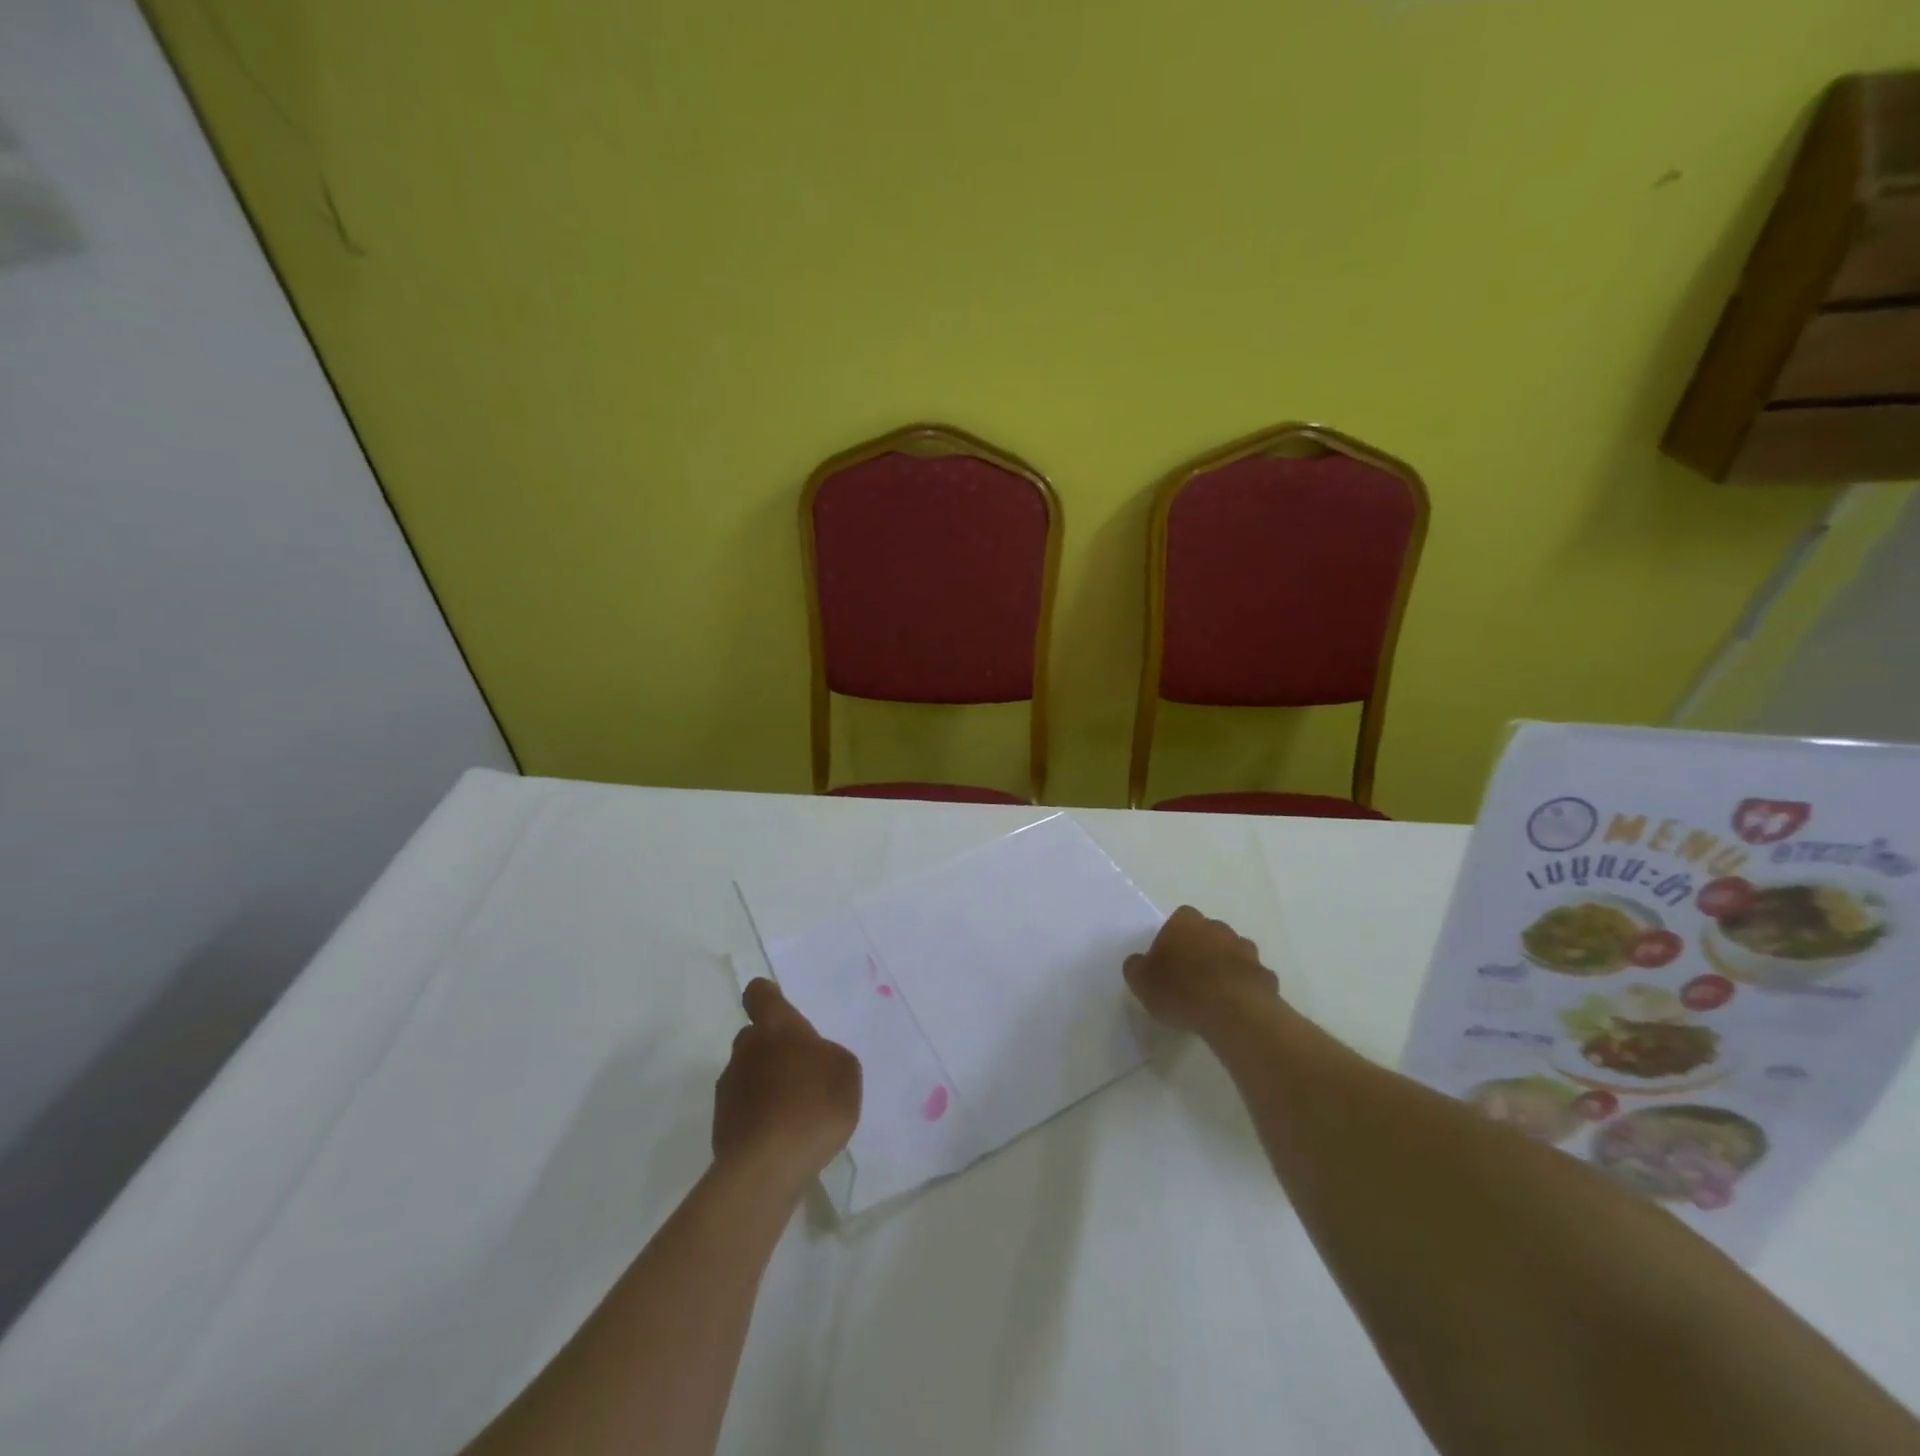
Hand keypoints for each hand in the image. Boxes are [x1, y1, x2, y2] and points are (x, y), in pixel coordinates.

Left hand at [714, 980, 861, 1183]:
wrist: (767, 1168)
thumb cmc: (813, 1105)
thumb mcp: (845, 1071)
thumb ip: (828, 1056)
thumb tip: (813, 1061)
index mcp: (776, 1027)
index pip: (760, 995)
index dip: (767, 996)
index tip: (777, 1005)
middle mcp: (746, 1050)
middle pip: (754, 1037)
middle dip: (773, 1049)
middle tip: (800, 1072)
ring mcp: (728, 1089)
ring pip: (747, 1075)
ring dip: (765, 1085)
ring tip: (794, 1113)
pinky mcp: (721, 1127)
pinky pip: (744, 1110)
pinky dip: (759, 1117)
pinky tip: (782, 1139)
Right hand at [1124, 905, 1279, 1033]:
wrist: (1233, 1012)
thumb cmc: (1180, 990)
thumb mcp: (1140, 981)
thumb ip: (1137, 967)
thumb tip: (1140, 963)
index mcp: (1186, 922)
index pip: (1179, 918)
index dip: (1173, 938)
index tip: (1167, 961)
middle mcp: (1218, 928)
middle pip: (1208, 933)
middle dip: (1202, 949)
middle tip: (1190, 978)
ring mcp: (1246, 950)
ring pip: (1233, 954)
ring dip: (1226, 967)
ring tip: (1214, 995)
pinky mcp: (1266, 975)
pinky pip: (1252, 979)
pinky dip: (1245, 988)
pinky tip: (1236, 1008)